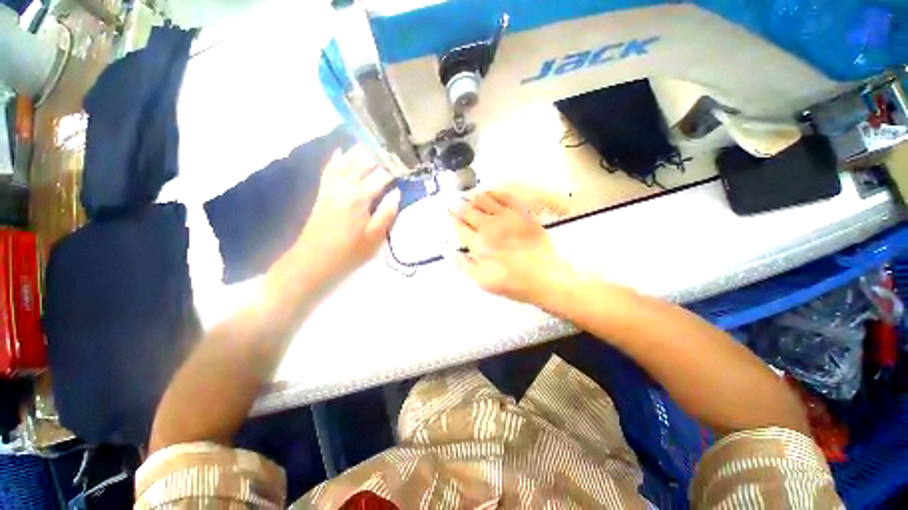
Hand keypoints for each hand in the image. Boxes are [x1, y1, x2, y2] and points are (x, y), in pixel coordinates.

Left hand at [296, 145, 400, 282]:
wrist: (313, 258)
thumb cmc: (348, 251)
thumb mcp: (374, 237)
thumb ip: (387, 213)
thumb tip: (397, 192)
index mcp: (360, 197)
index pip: (382, 175)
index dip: (396, 167)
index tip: (408, 161)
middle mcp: (345, 185)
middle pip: (364, 161)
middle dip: (381, 153)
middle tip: (395, 147)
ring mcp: (331, 185)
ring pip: (347, 159)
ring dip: (362, 149)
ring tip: (376, 141)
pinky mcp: (323, 189)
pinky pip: (330, 167)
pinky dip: (338, 156)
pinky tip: (344, 150)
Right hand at [452, 190, 572, 304]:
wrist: (546, 277)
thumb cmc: (513, 282)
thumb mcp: (483, 281)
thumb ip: (462, 264)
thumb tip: (447, 251)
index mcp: (479, 244)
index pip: (459, 226)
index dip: (451, 218)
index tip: (447, 212)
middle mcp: (490, 227)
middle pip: (469, 211)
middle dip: (459, 205)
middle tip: (453, 201)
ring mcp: (507, 218)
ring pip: (485, 200)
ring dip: (473, 197)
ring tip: (467, 195)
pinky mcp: (522, 214)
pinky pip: (506, 197)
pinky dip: (495, 192)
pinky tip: (490, 192)